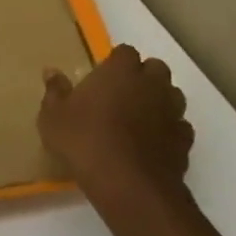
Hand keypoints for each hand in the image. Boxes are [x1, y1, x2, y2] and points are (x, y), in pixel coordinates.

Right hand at [38, 45, 193, 200]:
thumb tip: (51, 71)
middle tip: (119, 94)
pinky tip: (150, 142)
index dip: (114, 62)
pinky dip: (167, 129)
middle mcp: (152, 84)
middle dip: (142, 76)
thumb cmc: (83, 140)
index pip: (125, 52)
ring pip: (171, 95)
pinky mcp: (184, 139)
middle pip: (155, 68)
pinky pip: (178, 125)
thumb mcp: (53, 116)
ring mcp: (173, 111)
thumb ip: (55, 91)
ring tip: (135, 118)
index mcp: (120, 71)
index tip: (100, 77)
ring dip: (157, 100)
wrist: (127, 183)